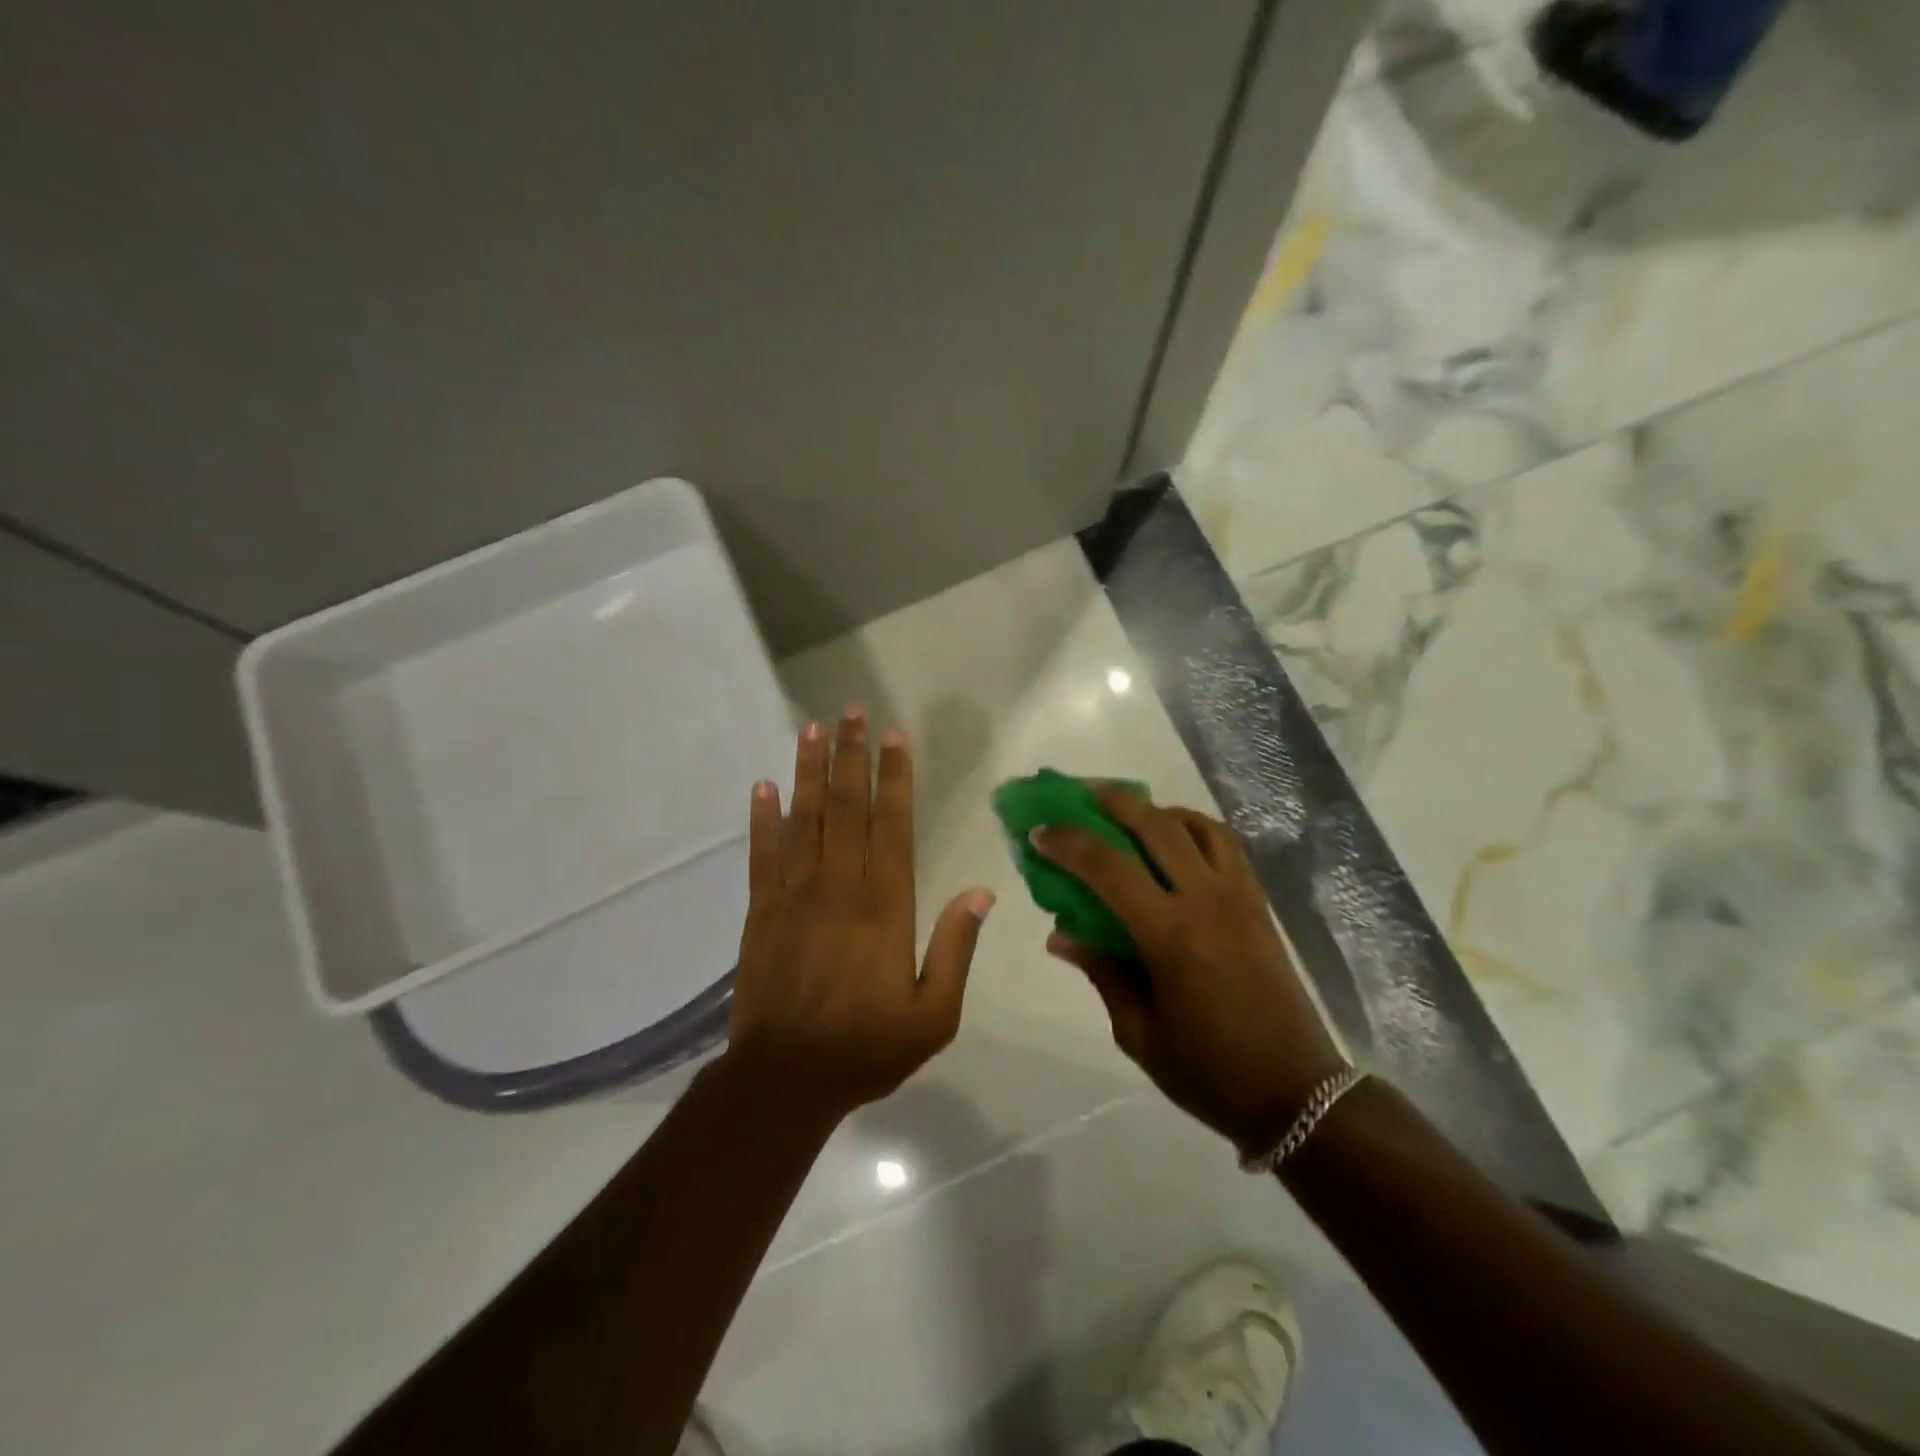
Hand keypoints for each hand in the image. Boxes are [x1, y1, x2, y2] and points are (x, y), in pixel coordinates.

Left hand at [725, 708, 994, 1123]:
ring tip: (812, 728)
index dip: (895, 777)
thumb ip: (956, 948)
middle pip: (847, 807)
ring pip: (804, 819)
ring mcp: (794, 894)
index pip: (892, 825)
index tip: (895, 737)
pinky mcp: (761, 911)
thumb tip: (982, 892)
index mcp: (885, 905)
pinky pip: (762, 854)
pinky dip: (763, 818)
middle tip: (852, 712)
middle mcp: (839, 886)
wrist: (785, 1080)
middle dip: (851, 756)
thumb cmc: (867, 1048)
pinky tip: (763, 787)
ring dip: (809, 771)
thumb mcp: (933, 1014)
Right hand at [1032, 787, 1346, 1156]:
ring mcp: (1239, 897)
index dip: (1067, 843)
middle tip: (1081, 797)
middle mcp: (1206, 900)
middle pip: (1155, 825)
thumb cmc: (1209, 1071)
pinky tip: (1176, 843)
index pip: (1108, 867)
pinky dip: (1195, 828)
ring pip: (1196, 824)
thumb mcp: (1138, 1032)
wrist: (1296, 1093)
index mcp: (1170, 934)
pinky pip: (1226, 845)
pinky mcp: (1260, 904)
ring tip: (1130, 816)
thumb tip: (1061, 935)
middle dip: (1112, 802)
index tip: (1039, 832)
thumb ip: (1102, 972)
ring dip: (1157, 810)